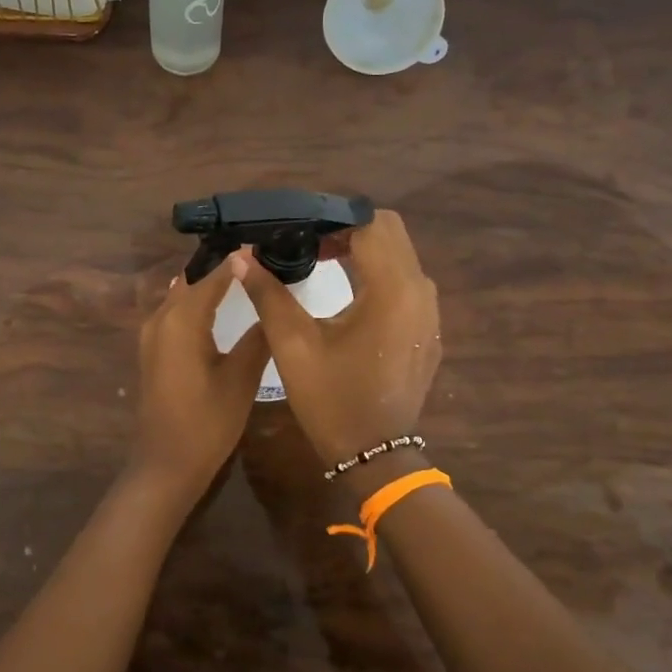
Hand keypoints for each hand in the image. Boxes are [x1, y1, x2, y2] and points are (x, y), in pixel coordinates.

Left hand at [126, 252, 270, 504]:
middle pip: (192, 279)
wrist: (166, 465)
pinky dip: (196, 301)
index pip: (213, 275)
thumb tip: (273, 301)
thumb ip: (257, 336)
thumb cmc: (207, 422)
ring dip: (207, 282)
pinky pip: (175, 311)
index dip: (237, 259)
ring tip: (243, 273)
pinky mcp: (153, 350)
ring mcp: (152, 334)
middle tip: (257, 255)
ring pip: (181, 294)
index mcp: (181, 320)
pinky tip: (219, 305)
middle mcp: (161, 318)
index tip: (263, 240)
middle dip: (221, 265)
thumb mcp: (240, 379)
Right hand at [233, 209, 440, 466]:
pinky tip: (348, 291)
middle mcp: (419, 291)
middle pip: (389, 231)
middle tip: (308, 241)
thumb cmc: (332, 399)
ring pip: (400, 254)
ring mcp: (429, 310)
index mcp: (391, 289)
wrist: (375, 454)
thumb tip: (242, 256)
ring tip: (322, 259)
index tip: (299, 228)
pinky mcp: (427, 327)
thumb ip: (268, 293)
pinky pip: (406, 280)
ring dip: (364, 248)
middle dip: (349, 228)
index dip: (333, 218)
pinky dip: (378, 271)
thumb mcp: (293, 345)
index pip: (370, 223)